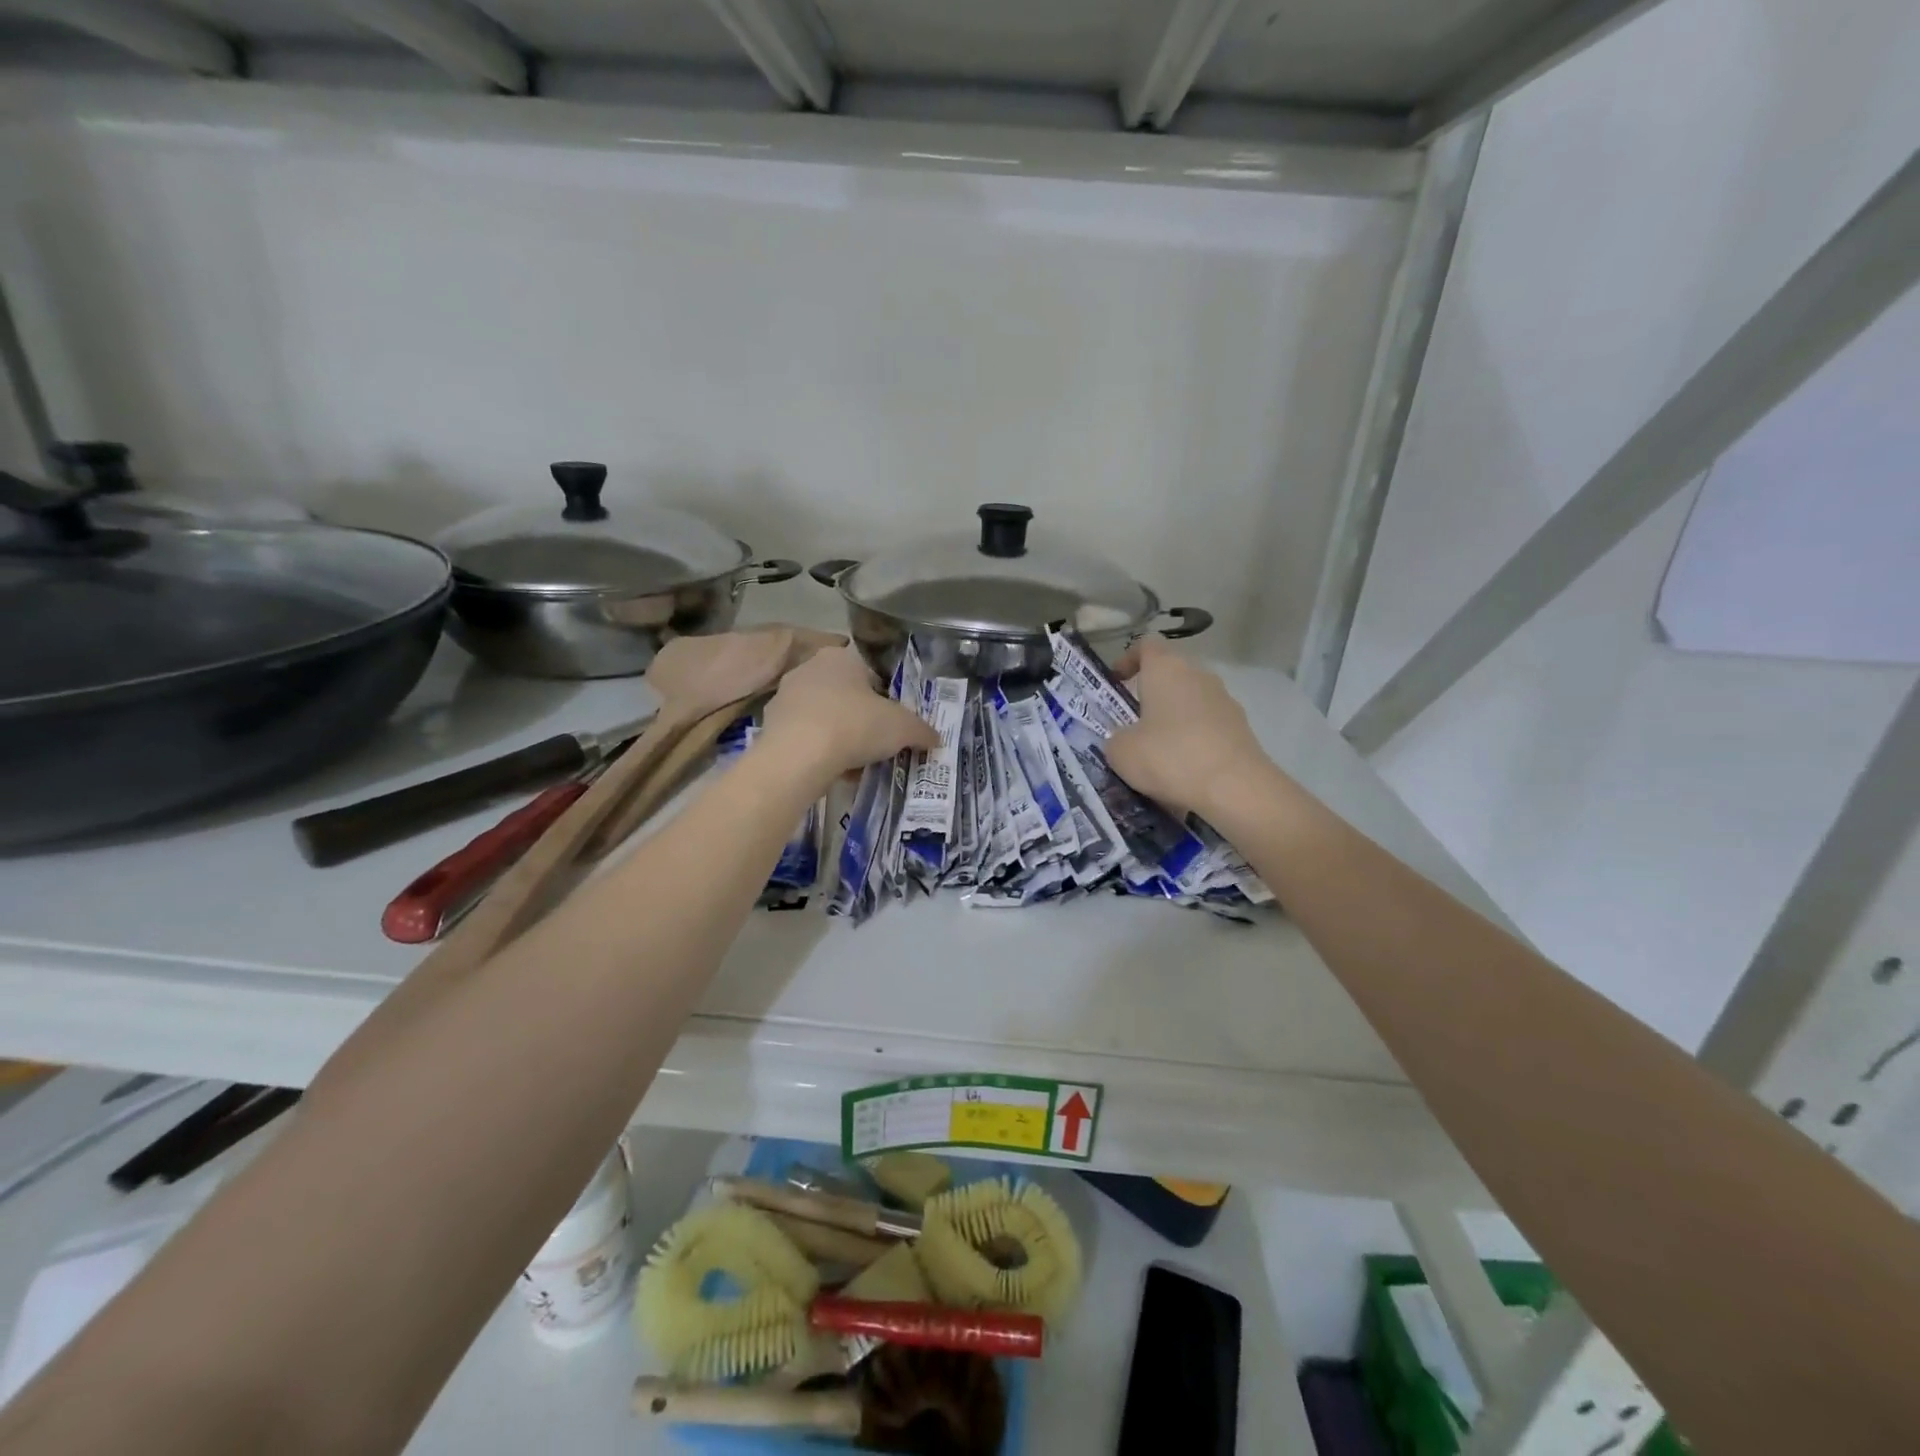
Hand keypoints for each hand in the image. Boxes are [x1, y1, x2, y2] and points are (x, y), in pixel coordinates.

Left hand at [759, 646, 938, 783]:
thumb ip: (921, 730)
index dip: (886, 694)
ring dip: (840, 734)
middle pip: (845, 692)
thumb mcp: (902, 728)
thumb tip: (936, 738)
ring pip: (824, 714)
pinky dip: (819, 750)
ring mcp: (786, 695)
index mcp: (842, 656)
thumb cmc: (855, 726)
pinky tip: (832, 770)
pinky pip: (805, 735)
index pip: (870, 669)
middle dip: (862, 715)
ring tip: (857, 760)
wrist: (798, 757)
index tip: (894, 718)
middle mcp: (810, 668)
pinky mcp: (771, 725)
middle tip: (879, 740)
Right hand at [1103, 638, 1269, 818]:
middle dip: (1151, 695)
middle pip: (1170, 674)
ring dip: (1174, 719)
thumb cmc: (1169, 757)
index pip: (1146, 645)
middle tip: (1133, 724)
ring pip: (1191, 702)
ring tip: (1158, 753)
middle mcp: (1198, 675)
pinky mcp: (1241, 728)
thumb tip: (1126, 740)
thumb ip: (1116, 738)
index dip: (1128, 659)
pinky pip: (1208, 727)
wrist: (1235, 788)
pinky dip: (1194, 741)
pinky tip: (1184, 771)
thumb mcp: (1121, 752)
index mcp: (1166, 669)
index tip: (1116, 682)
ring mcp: (1225, 700)